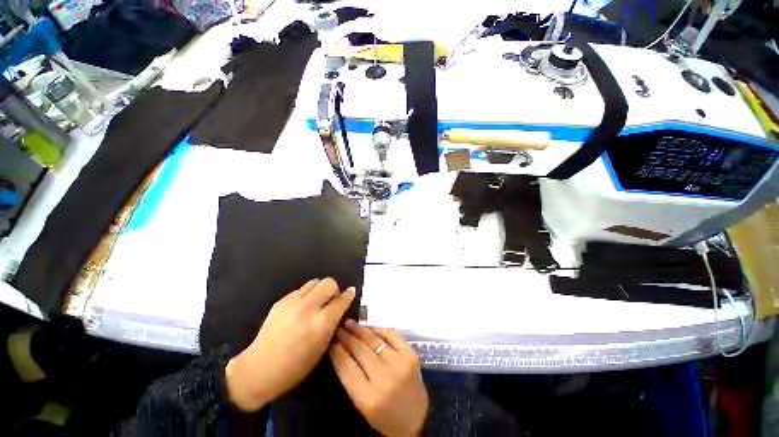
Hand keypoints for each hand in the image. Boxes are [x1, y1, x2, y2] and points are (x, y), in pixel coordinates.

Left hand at [225, 278, 354, 410]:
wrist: (259, 369)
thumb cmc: (296, 366)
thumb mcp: (322, 347)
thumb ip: (333, 323)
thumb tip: (341, 306)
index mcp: (322, 322)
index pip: (341, 300)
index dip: (349, 295)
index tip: (351, 293)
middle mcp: (309, 307)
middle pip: (329, 283)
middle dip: (334, 289)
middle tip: (331, 300)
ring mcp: (293, 302)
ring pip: (315, 282)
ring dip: (320, 289)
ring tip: (317, 302)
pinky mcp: (281, 301)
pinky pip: (301, 290)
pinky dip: (306, 295)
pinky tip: (301, 308)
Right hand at [329, 320, 428, 435]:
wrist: (416, 419)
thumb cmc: (384, 416)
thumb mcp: (362, 405)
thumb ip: (351, 378)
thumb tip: (340, 350)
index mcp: (368, 398)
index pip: (347, 367)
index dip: (337, 351)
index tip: (330, 341)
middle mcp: (384, 378)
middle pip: (360, 351)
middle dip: (347, 337)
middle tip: (338, 328)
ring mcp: (400, 363)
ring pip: (375, 340)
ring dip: (360, 330)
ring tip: (350, 323)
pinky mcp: (411, 354)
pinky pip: (391, 335)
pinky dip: (379, 329)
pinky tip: (369, 327)